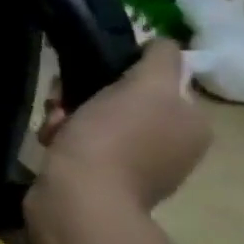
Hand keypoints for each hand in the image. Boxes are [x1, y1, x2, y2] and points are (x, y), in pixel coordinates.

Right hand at [30, 41, 209, 212]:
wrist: (79, 200)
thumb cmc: (114, 139)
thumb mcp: (146, 86)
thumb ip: (161, 59)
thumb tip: (161, 44)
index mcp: (192, 125)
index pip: (160, 82)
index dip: (124, 74)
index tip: (95, 75)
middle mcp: (172, 148)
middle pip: (125, 102)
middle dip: (89, 95)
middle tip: (65, 100)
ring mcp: (137, 169)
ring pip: (98, 122)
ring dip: (70, 116)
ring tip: (53, 124)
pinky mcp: (102, 184)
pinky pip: (83, 147)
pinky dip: (64, 140)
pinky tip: (50, 142)